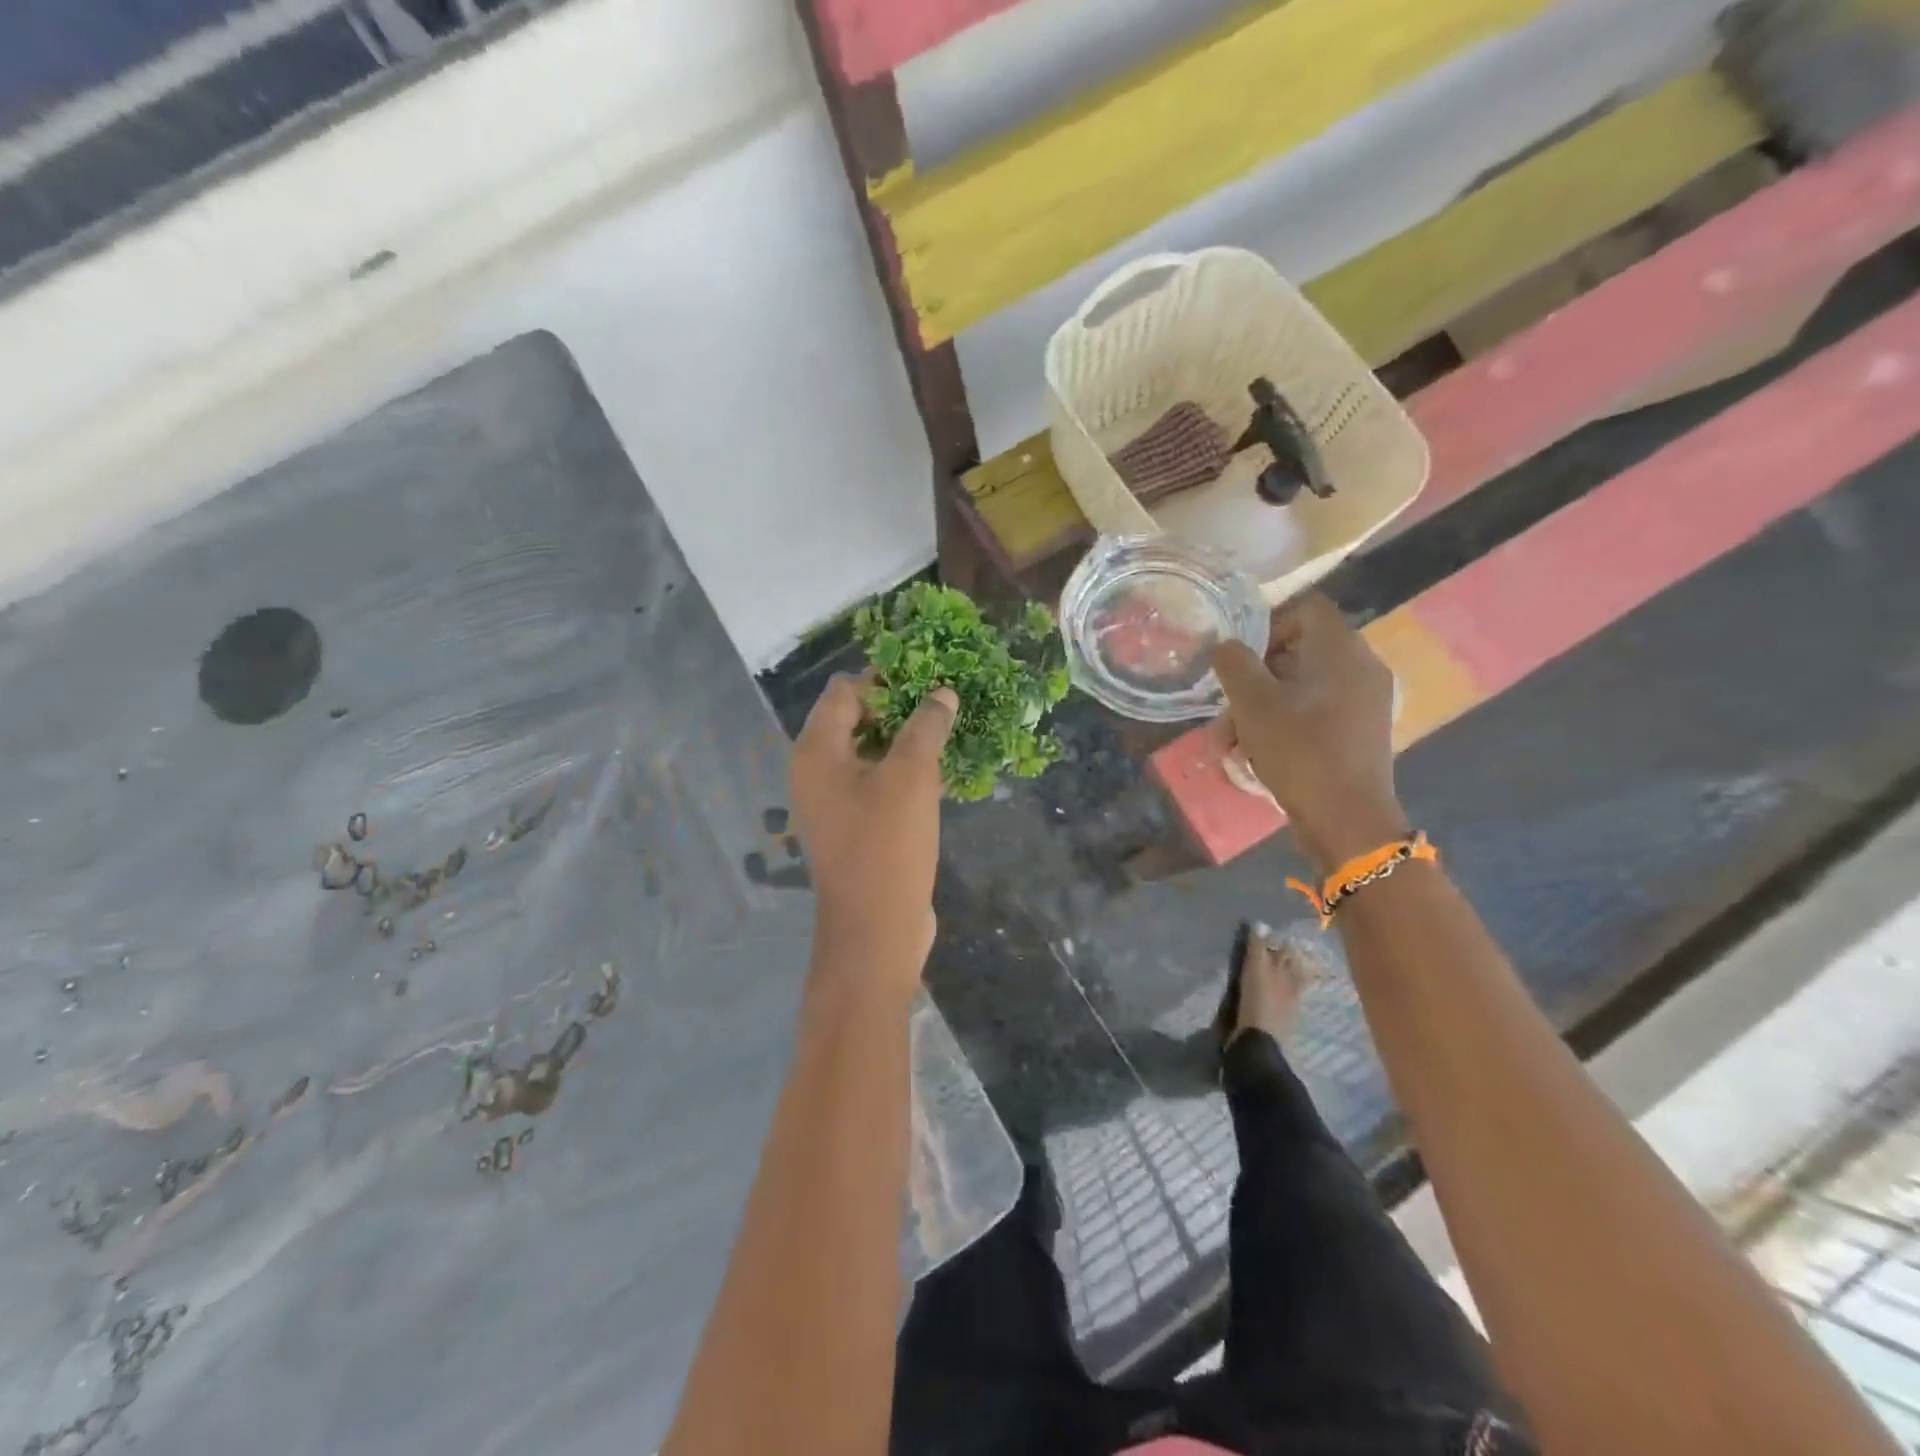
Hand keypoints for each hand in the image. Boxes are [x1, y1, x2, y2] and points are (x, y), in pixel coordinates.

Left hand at [790, 674, 957, 986]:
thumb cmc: (886, 846)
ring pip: (871, 753)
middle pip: (856, 719)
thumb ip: (926, 727)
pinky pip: (878, 783)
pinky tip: (942, 771)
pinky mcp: (855, 826)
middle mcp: (816, 772)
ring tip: (950, 730)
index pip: (844, 691)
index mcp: (816, 751)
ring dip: (906, 740)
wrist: (875, 930)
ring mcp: (834, 802)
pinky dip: (904, 772)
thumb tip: (941, 693)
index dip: (884, 678)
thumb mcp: (912, 777)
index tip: (928, 677)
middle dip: (899, 708)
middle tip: (945, 702)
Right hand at [1212, 593, 1407, 873]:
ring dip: (1260, 709)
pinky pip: (1315, 712)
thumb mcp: (1252, 703)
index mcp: (1341, 649)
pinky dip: (1283, 725)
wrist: (1347, 819)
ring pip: (1300, 688)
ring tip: (1229, 744)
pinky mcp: (1360, 731)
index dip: (1267, 624)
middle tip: (1224, 708)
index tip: (1239, 657)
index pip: (1306, 608)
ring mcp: (1365, 701)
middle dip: (1253, 679)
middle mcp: (1361, 666)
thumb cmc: (1299, 750)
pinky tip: (1255, 755)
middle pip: (1298, 652)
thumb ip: (1234, 663)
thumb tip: (1226, 644)